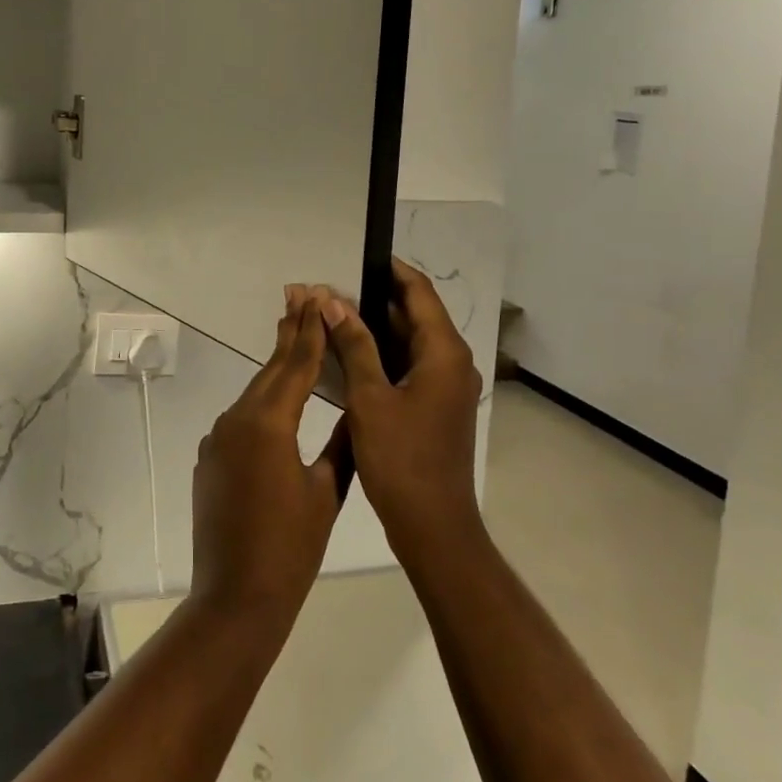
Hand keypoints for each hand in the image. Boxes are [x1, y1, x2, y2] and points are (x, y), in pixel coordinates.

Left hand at [189, 290, 347, 623]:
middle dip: (290, 333)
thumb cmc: (291, 549)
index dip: (310, 330)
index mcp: (269, 423)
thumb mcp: (326, 492)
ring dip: (277, 367)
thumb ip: (341, 444)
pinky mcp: (210, 457)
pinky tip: (278, 401)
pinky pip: (242, 419)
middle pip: (271, 369)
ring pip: (255, 393)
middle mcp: (237, 419)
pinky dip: (263, 402)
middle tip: (303, 294)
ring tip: (295, 335)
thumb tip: (355, 410)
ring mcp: (218, 438)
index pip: (296, 365)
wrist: (235, 598)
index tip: (318, 297)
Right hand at [321, 259, 484, 566]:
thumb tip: (332, 300)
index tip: (357, 255)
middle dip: (373, 299)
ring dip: (374, 328)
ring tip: (331, 315)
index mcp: (444, 352)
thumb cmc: (402, 459)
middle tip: (329, 290)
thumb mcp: (369, 398)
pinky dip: (381, 355)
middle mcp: (452, 362)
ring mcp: (446, 386)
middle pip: (415, 314)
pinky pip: (408, 365)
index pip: (419, 292)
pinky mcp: (436, 406)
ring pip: (409, 342)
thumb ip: (353, 345)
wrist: (434, 527)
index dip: (390, 269)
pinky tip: (348, 355)